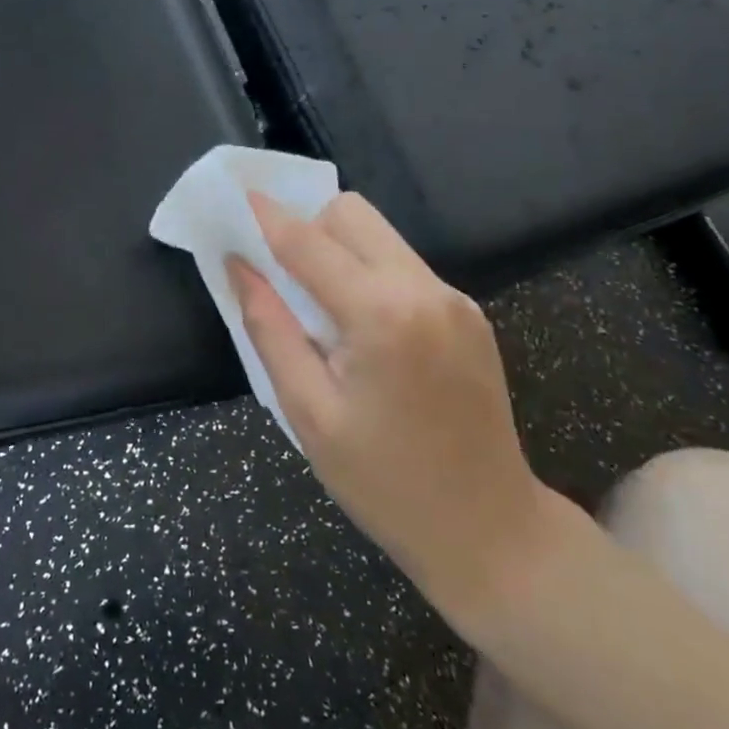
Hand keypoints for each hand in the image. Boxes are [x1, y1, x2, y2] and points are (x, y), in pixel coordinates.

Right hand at [230, 192, 557, 622]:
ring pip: (379, 235)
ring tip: (316, 304)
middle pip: (351, 215)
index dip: (267, 216)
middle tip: (278, 272)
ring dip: (337, 248)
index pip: (309, 242)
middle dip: (307, 227)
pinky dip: (367, 272)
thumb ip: (269, 328)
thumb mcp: (308, 412)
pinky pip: (402, 265)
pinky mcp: (468, 313)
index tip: (237, 195)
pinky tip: (359, 325)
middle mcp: (425, 290)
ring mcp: (454, 299)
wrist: (491, 533)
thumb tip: (240, 266)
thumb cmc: (385, 483)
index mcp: (383, 315)